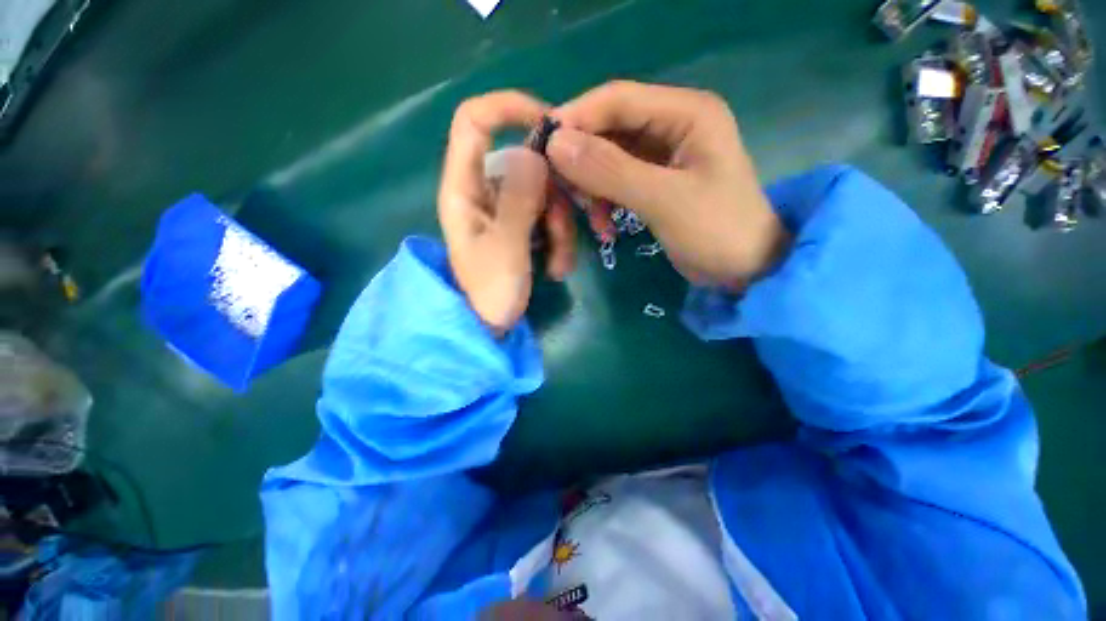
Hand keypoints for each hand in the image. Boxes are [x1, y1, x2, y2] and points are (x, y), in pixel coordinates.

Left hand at [439, 91, 576, 333]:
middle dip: (555, 198)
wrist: (489, 328)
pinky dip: (558, 239)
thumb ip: (519, 201)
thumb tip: (534, 152)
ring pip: (544, 194)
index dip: (509, 107)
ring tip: (559, 266)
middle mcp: (483, 191)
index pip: (474, 121)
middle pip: (527, 164)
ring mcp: (504, 209)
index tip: (551, 125)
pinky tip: (557, 268)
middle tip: (563, 236)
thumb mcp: (506, 249)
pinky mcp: (519, 226)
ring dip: (561, 229)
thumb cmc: (489, 295)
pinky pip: (546, 216)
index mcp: (464, 188)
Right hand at [548, 81, 789, 289]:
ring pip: (608, 158)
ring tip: (590, 216)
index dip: (576, 118)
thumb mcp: (664, 201)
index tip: (541, 147)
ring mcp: (662, 155)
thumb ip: (611, 171)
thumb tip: (555, 145)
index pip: (618, 99)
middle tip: (561, 191)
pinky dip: (604, 202)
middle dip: (581, 160)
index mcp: (686, 113)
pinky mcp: (654, 181)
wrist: (745, 270)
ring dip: (591, 186)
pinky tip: (603, 227)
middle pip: (609, 129)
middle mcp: (672, 124)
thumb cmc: (717, 232)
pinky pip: (616, 182)